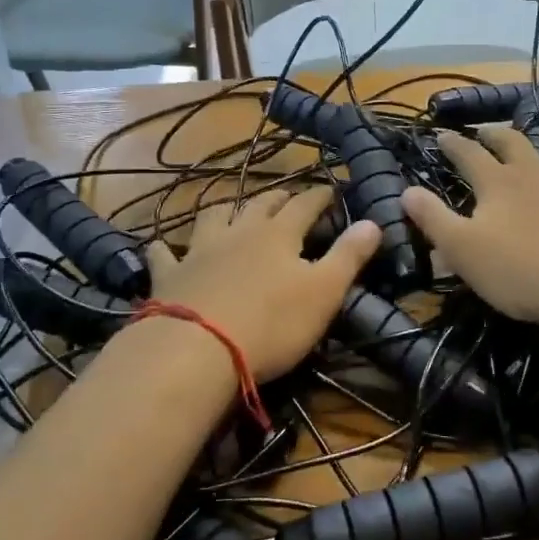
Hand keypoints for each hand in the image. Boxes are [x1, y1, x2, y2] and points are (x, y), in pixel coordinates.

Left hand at [143, 186, 379, 381]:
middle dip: (278, 198)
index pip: (305, 205)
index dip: (320, 196)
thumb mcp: (324, 292)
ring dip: (226, 209)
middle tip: (288, 196)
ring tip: (233, 208)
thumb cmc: (272, 323)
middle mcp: (239, 231)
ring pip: (214, 216)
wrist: (198, 349)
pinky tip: (164, 247)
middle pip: (261, 205)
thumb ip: (349, 256)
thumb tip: (374, 221)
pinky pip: (164, 253)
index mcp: (279, 235)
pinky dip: (166, 248)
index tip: (331, 189)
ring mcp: (200, 250)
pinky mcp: (169, 275)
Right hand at [403, 128, 538, 330]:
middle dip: (498, 134)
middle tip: (489, 131)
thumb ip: (433, 219)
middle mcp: (537, 172)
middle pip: (515, 142)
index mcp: (498, 184)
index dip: (453, 144)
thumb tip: (406, 191)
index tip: (442, 135)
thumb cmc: (520, 273)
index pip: (468, 155)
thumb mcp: (463, 250)